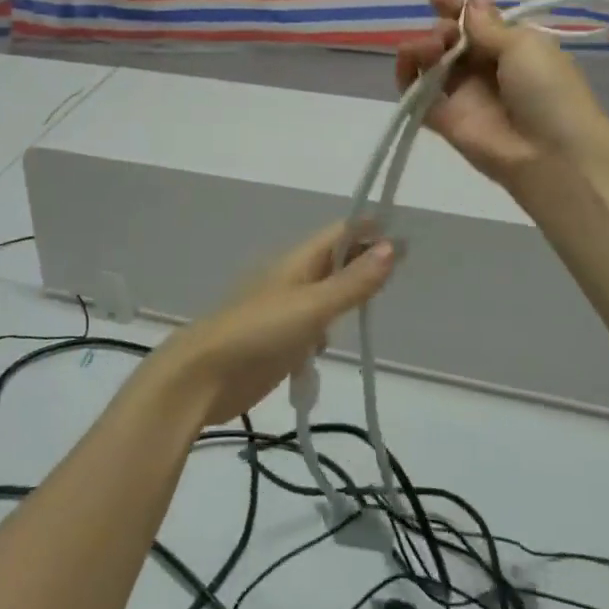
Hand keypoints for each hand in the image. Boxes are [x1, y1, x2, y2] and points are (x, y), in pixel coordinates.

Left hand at [149, 223, 398, 427]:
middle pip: (333, 262)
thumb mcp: (312, 306)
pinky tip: (331, 345)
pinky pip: (310, 327)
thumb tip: (393, 247)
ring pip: (322, 294)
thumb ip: (352, 282)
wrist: (204, 376)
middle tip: (401, 268)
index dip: (369, 231)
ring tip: (375, 301)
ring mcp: (282, 311)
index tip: (405, 236)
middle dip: (362, 260)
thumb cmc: (258, 332)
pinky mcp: (278, 342)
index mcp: (297, 262)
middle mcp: (291, 280)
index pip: (339, 234)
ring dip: (346, 294)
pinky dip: (325, 330)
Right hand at [395, 0, 608, 184]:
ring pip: (431, 63)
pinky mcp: (443, 119)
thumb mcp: (524, 45)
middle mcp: (485, 70)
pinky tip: (407, 61)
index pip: (477, 23)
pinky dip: (405, 75)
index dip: (457, 9)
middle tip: (445, 34)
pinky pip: (416, 94)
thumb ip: (488, 25)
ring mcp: (463, 95)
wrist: (552, 154)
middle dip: (442, 28)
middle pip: (451, 40)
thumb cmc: (547, 89)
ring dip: (423, 47)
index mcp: (512, 48)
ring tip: (431, 48)